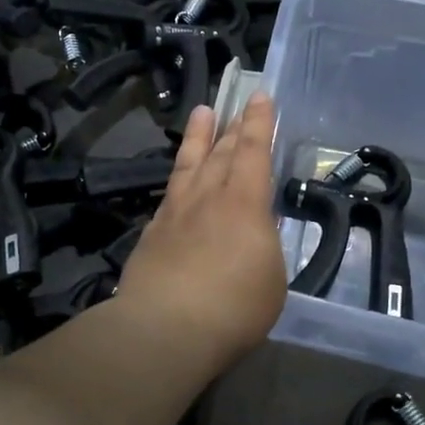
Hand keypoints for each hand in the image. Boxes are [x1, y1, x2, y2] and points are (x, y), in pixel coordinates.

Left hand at [115, 93, 286, 372]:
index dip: (259, 122)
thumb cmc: (234, 306)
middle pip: (221, 152)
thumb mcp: (272, 278)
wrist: (165, 327)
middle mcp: (208, 197)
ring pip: (189, 164)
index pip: (253, 151)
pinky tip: (179, 179)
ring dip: (199, 137)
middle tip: (238, 103)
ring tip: (202, 112)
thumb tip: (254, 234)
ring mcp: (176, 212)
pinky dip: (179, 178)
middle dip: (233, 125)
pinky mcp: (153, 233)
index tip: (261, 96)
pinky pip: (170, 193)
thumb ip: (264, 247)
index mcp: (244, 203)